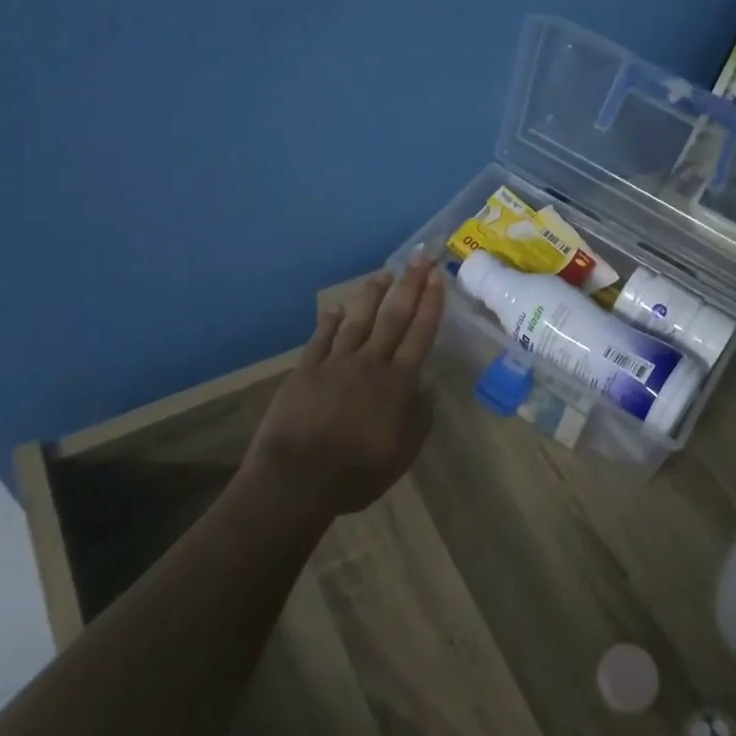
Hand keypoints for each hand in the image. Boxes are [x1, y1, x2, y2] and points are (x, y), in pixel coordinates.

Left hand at [247, 252, 448, 514]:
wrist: (298, 477)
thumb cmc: (357, 472)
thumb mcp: (403, 453)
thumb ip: (419, 418)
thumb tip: (426, 389)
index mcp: (398, 382)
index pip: (420, 334)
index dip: (431, 304)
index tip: (437, 277)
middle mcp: (370, 362)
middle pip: (394, 317)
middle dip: (410, 285)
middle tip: (420, 257)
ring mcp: (336, 363)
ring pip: (359, 320)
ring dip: (373, 295)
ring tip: (384, 273)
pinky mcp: (306, 370)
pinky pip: (321, 339)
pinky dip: (330, 322)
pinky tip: (336, 308)